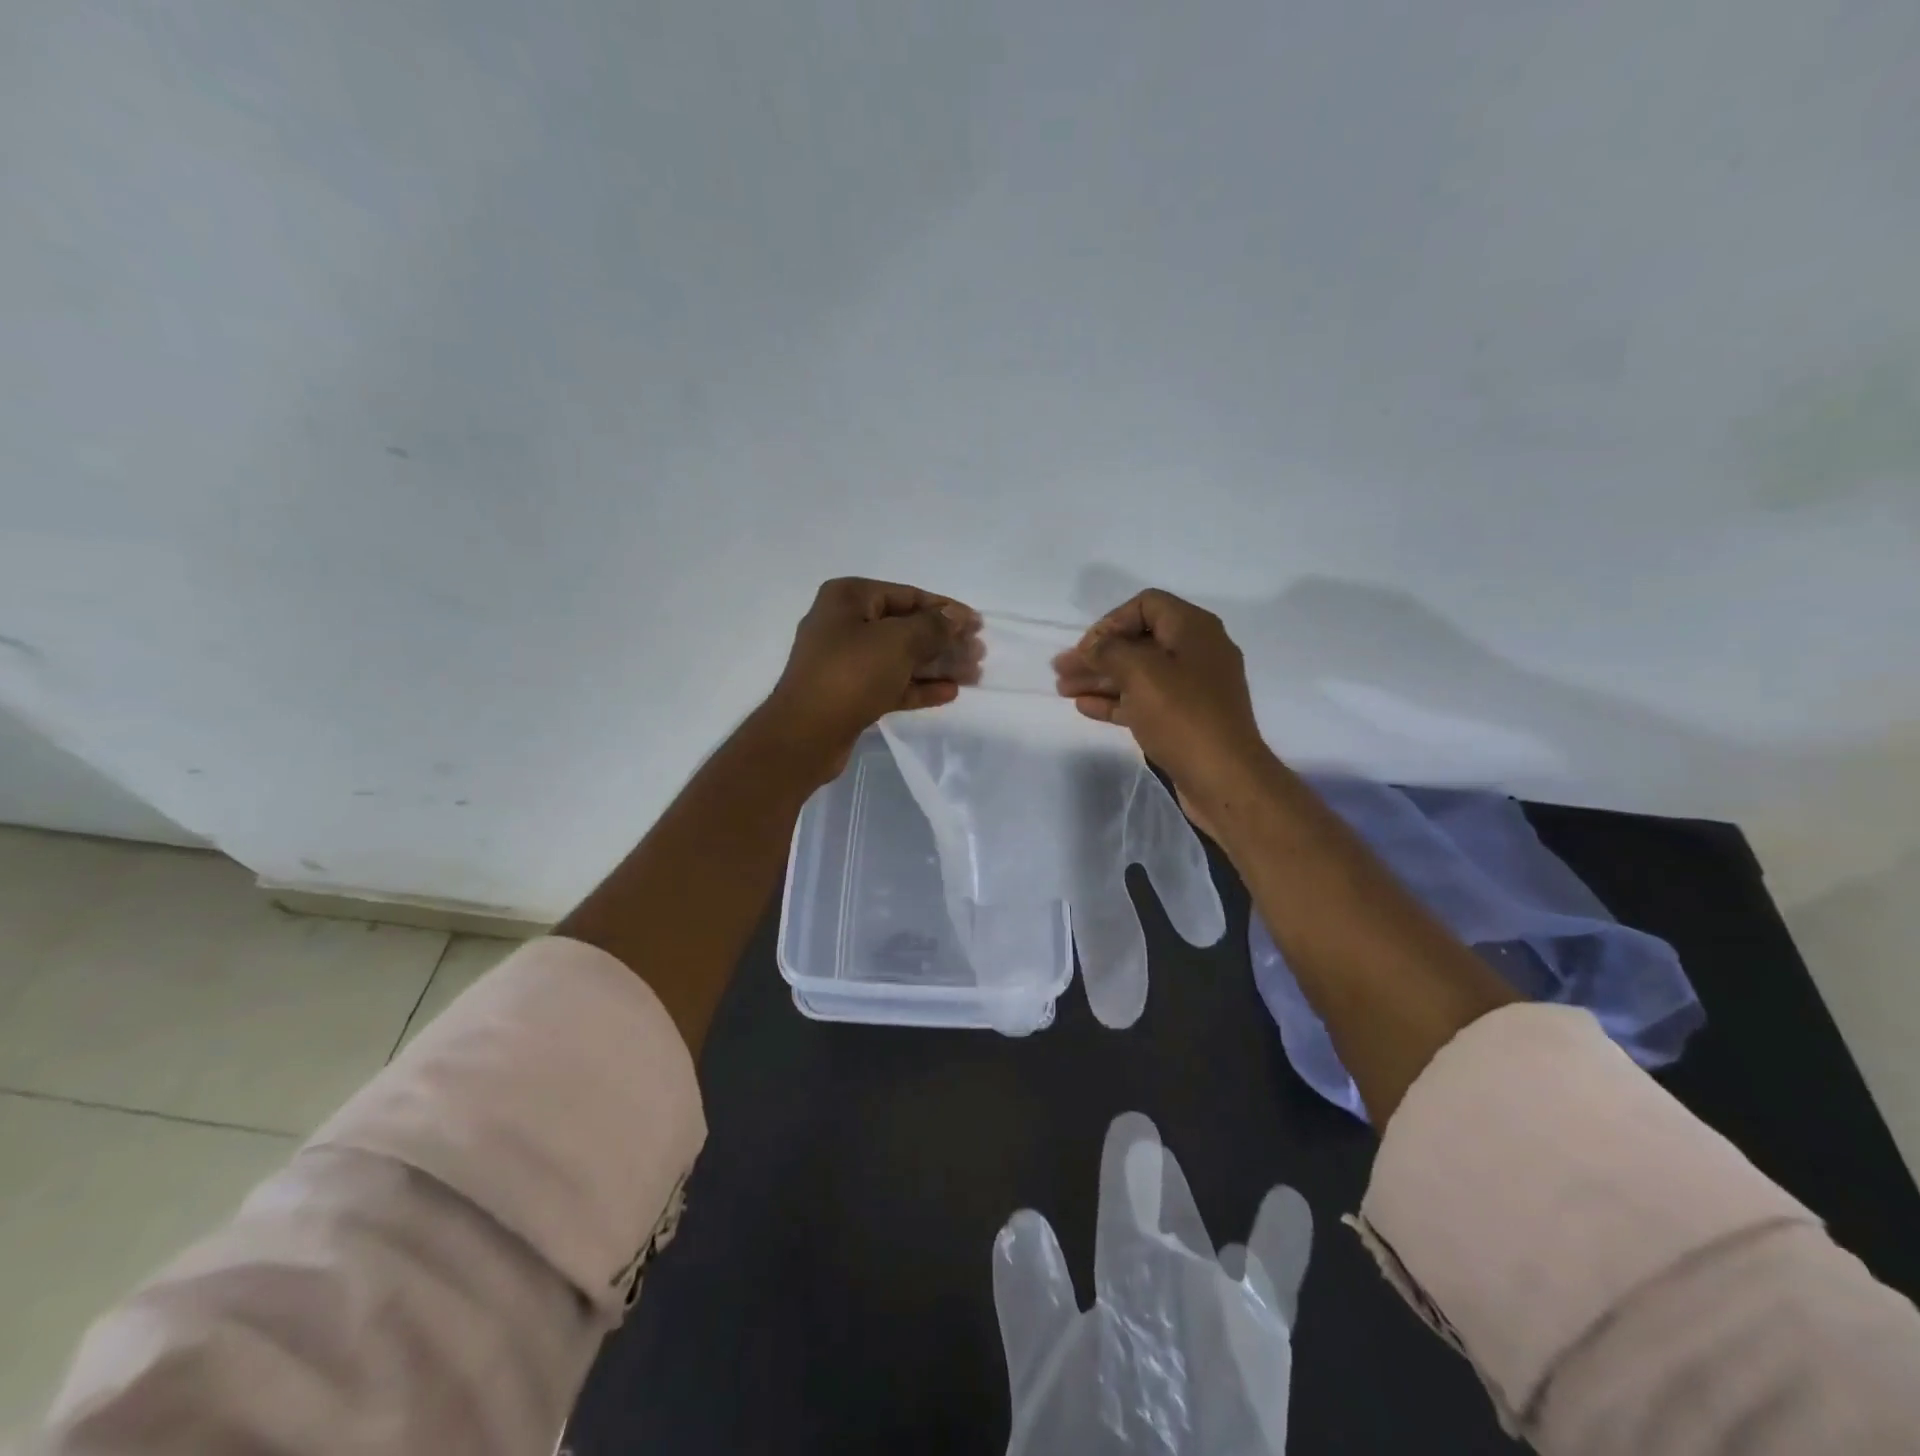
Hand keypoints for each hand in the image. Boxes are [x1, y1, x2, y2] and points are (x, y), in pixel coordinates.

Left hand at [763, 577, 980, 778]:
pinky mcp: (850, 693)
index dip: (946, 609)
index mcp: (849, 598)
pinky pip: (891, 683)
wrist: (805, 734)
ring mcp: (845, 661)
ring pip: (900, 658)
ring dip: (937, 665)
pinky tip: (949, 693)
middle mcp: (844, 624)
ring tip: (973, 675)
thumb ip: (933, 626)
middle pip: (906, 627)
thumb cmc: (851, 674)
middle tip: (979, 654)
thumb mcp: (898, 642)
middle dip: (944, 641)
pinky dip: (918, 686)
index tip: (978, 624)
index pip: (908, 595)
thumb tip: (956, 616)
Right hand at [1053, 589, 1274, 838]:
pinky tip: (1085, 707)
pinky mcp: (1186, 719)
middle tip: (1061, 670)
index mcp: (1194, 629)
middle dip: (1097, 654)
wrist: (1224, 778)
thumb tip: (1092, 647)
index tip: (1086, 648)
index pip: (1146, 605)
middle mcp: (1196, 652)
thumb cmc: (1182, 716)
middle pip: (1138, 641)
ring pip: (1138, 673)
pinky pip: (1145, 700)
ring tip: (1063, 690)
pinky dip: (1116, 700)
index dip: (1110, 622)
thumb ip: (1109, 651)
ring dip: (1100, 678)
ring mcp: (1193, 688)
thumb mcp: (1140, 672)